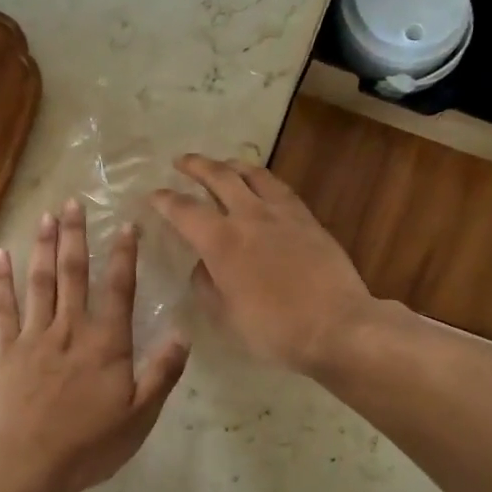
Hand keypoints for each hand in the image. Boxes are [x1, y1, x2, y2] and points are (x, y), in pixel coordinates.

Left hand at [0, 200, 189, 491]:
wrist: (29, 464)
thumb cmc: (90, 444)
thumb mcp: (141, 415)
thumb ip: (162, 372)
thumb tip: (183, 332)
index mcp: (106, 342)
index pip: (119, 288)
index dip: (124, 255)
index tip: (126, 225)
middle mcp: (70, 329)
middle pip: (74, 273)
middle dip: (76, 235)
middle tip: (73, 202)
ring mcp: (34, 336)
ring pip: (40, 282)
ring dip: (44, 246)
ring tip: (46, 215)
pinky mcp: (6, 351)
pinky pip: (3, 308)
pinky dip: (1, 280)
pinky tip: (0, 255)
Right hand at [151, 155, 376, 373]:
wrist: (337, 326)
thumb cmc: (275, 330)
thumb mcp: (227, 317)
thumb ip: (208, 286)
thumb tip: (203, 267)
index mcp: (222, 242)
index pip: (184, 210)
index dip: (164, 200)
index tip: (153, 195)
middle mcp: (249, 217)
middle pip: (219, 177)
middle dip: (196, 165)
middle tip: (181, 161)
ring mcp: (282, 214)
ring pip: (253, 174)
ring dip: (231, 165)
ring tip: (222, 164)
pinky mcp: (307, 219)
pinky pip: (279, 187)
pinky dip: (262, 178)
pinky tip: (262, 184)